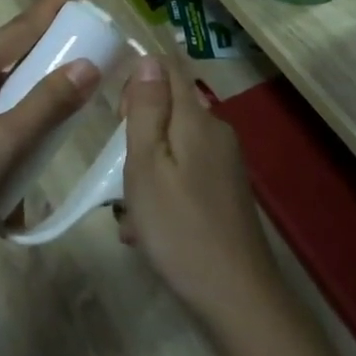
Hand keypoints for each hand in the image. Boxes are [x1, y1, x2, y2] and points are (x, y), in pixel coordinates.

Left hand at [0, 0, 99, 263]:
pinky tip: (23, 141)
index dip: (47, 6)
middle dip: (41, 44)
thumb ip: (46, 104)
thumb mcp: (4, 144)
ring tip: (58, 89)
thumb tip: (87, 65)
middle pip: (6, 52)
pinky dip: (9, 114)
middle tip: (77, 38)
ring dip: (27, 85)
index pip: (17, 29)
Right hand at [117, 57, 280, 326]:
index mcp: (197, 119)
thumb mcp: (147, 165)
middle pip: (170, 108)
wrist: (236, 296)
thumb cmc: (179, 227)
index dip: (139, 80)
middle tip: (120, 169)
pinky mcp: (225, 191)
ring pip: (173, 146)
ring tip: (128, 210)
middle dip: (138, 131)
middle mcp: (216, 132)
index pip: (169, 69)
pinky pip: (185, 173)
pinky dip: (162, 190)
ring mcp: (225, 164)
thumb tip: (149, 59)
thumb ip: (147, 109)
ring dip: (146, 168)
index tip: (118, 115)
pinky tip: (147, 228)